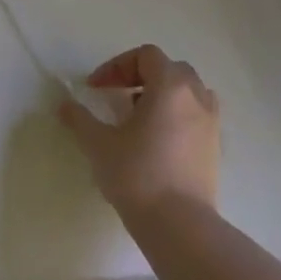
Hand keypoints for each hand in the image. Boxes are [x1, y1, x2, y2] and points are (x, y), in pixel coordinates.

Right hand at [59, 45, 220, 221]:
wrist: (179, 224)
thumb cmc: (136, 174)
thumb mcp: (98, 144)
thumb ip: (79, 118)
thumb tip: (65, 105)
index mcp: (170, 86)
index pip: (146, 55)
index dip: (117, 66)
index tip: (96, 88)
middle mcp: (196, 97)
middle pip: (170, 69)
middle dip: (140, 77)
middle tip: (117, 99)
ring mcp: (211, 122)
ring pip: (188, 92)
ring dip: (162, 96)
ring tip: (138, 120)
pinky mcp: (215, 147)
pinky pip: (196, 115)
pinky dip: (177, 116)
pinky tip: (156, 142)